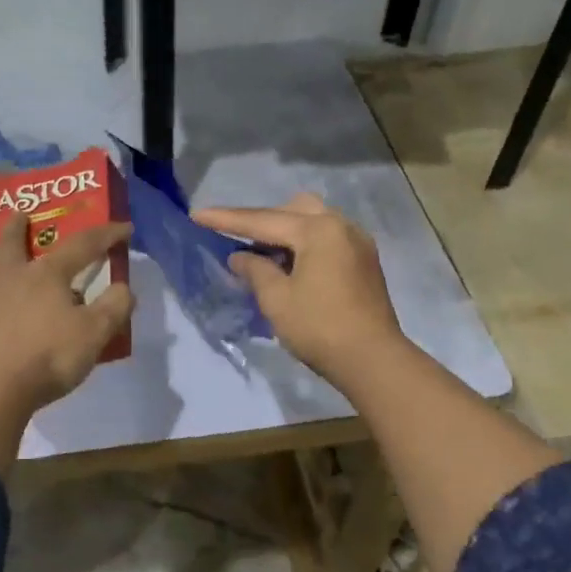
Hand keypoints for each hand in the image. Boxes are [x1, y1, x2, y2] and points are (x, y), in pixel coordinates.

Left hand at [0, 216, 134, 412]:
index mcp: (46, 274)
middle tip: (19, 213)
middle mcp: (14, 280)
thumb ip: (114, 307)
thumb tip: (122, 288)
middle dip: (17, 227)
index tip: (125, 228)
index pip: (82, 245)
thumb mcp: (95, 332)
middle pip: (12, 244)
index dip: (107, 234)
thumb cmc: (49, 354)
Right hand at [194, 194, 404, 385]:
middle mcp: (341, 226)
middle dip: (260, 221)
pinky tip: (289, 264)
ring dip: (284, 231)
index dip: (226, 219)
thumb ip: (255, 270)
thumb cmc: (320, 327)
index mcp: (318, 229)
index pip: (262, 220)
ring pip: (312, 221)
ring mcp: (357, 242)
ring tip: (261, 252)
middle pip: (291, 210)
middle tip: (234, 236)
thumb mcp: (277, 299)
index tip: (196, 215)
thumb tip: (240, 256)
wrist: (374, 361)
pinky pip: (326, 238)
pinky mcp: (364, 261)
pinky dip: (303, 244)